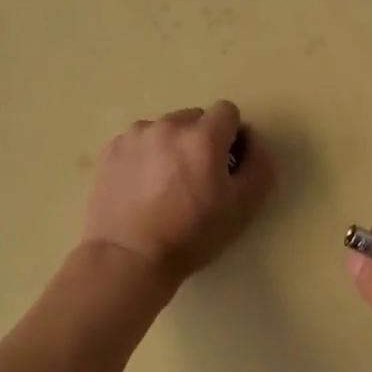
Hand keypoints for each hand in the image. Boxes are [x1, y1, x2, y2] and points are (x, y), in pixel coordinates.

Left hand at [80, 101, 273, 287]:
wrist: (127, 259)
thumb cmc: (191, 235)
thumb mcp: (243, 207)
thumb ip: (259, 165)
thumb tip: (252, 142)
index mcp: (203, 137)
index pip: (228, 112)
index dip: (231, 136)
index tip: (225, 165)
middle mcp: (169, 126)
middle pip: (195, 119)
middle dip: (201, 141)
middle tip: (195, 178)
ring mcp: (136, 135)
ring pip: (165, 129)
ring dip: (172, 146)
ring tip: (164, 185)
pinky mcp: (112, 149)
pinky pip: (139, 141)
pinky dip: (145, 156)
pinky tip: (141, 187)